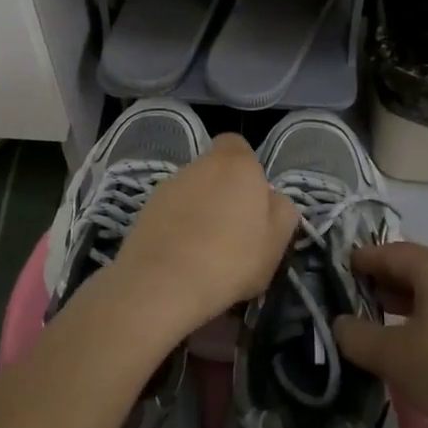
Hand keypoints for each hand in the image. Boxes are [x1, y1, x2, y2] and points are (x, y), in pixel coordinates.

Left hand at [107, 134, 295, 337]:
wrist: (163, 283)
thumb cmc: (231, 259)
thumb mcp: (276, 242)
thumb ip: (282, 212)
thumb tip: (274, 199)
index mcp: (235, 164)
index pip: (236, 144)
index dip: (245, 167)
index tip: (252, 199)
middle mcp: (199, 165)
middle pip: (214, 170)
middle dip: (223, 193)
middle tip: (234, 232)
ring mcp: (168, 185)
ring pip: (191, 191)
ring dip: (199, 211)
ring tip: (206, 251)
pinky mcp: (145, 209)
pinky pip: (170, 212)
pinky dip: (177, 227)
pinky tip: (182, 258)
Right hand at [333, 242, 427, 427]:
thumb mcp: (393, 356)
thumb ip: (358, 336)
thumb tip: (340, 324)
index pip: (390, 252)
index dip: (363, 260)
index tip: (342, 270)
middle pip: (416, 266)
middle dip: (386, 280)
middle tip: (360, 297)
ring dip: (410, 299)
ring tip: (387, 320)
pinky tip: (425, 341)